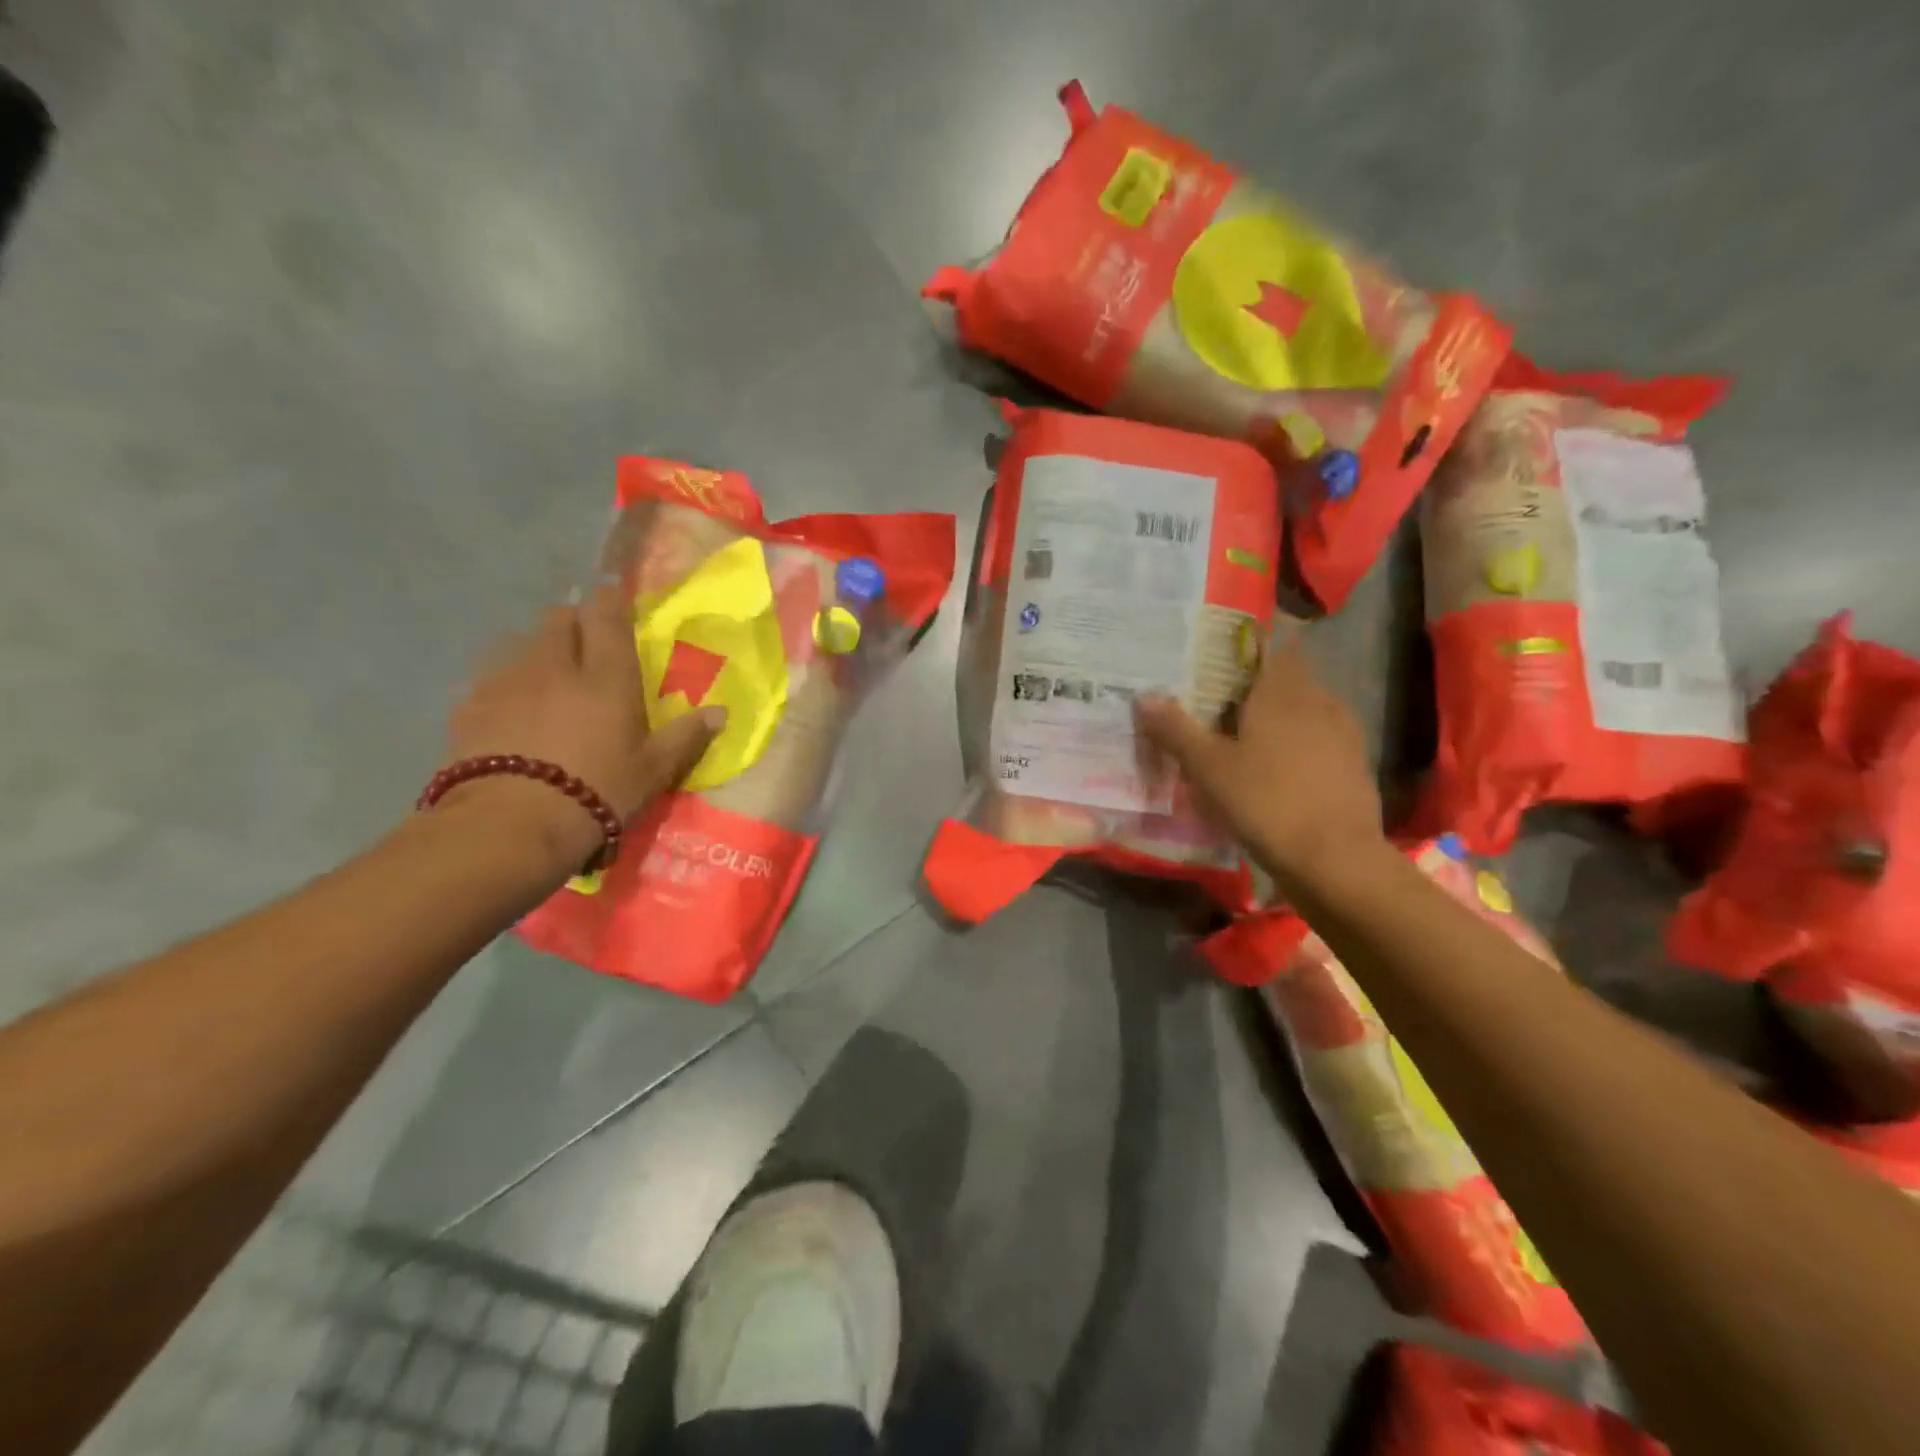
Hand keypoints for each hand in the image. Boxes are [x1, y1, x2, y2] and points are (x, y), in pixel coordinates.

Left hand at [440, 585, 722, 867]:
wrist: (509, 825)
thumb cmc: (597, 791)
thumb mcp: (653, 771)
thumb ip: (686, 736)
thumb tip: (720, 712)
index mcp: (606, 675)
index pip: (607, 614)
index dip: (612, 600)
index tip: (618, 601)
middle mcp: (555, 664)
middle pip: (559, 619)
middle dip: (574, 623)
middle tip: (587, 648)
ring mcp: (507, 681)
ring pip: (523, 644)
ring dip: (540, 652)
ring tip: (548, 683)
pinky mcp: (470, 705)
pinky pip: (493, 677)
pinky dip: (509, 685)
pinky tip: (513, 713)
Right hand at [1134, 633, 1381, 887]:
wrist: (1335, 858)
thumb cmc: (1266, 802)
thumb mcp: (1208, 768)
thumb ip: (1176, 730)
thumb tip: (1144, 696)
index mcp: (1282, 692)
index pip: (1270, 647)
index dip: (1246, 647)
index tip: (1218, 656)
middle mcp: (1318, 701)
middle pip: (1288, 677)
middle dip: (1258, 683)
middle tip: (1221, 699)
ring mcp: (1343, 733)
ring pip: (1307, 707)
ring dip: (1280, 712)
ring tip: (1246, 732)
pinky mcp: (1353, 764)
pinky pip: (1321, 737)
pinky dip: (1299, 741)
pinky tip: (1277, 765)